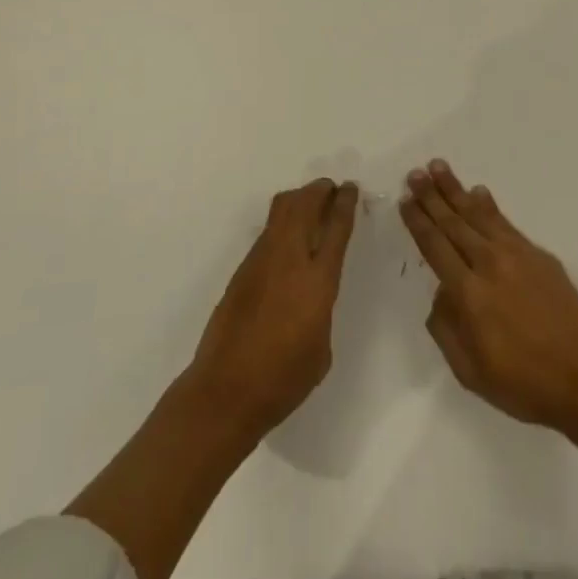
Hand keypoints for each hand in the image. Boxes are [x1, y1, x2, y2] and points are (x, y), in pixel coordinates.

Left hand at [185, 178, 358, 440]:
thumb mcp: (321, 346)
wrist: (226, 390)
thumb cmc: (283, 379)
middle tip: (331, 189)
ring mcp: (262, 259)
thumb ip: (322, 307)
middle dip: (320, 190)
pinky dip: (282, 221)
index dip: (345, 203)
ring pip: (282, 209)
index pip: (336, 228)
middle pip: (305, 204)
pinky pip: (268, 230)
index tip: (350, 188)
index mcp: (317, 281)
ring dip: (299, 198)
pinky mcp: (242, 268)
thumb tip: (313, 292)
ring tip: (311, 204)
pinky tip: (288, 238)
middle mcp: (290, 259)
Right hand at [401, 160, 577, 433]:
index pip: (435, 247)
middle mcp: (488, 264)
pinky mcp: (538, 255)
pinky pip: (505, 223)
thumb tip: (440, 294)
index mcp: (468, 294)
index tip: (406, 201)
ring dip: (456, 190)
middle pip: (453, 223)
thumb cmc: (524, 383)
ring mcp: (515, 255)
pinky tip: (479, 192)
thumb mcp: (471, 372)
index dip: (418, 222)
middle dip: (431, 196)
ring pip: (478, 214)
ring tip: (438, 167)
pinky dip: (489, 206)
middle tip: (415, 174)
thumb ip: (446, 330)